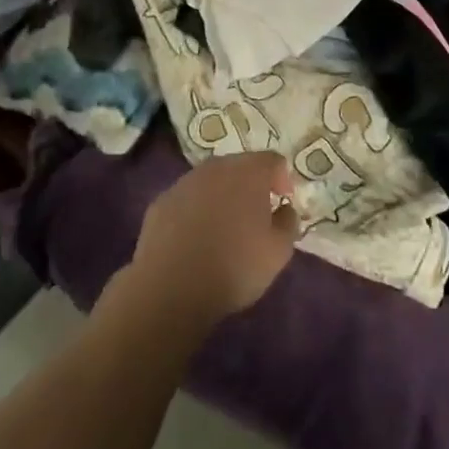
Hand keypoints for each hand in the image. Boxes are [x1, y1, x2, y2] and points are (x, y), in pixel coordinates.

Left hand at [122, 152, 299, 329]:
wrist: (170, 288)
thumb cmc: (234, 266)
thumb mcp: (278, 252)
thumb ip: (288, 222)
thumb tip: (284, 209)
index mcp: (249, 172)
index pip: (273, 160)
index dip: (282, 179)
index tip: (283, 201)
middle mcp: (216, 167)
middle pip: (240, 166)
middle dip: (251, 185)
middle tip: (256, 214)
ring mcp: (184, 182)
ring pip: (211, 181)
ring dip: (222, 195)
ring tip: (225, 227)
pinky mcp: (161, 202)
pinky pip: (187, 199)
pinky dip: (196, 210)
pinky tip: (195, 238)